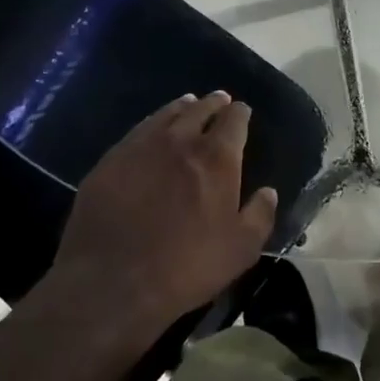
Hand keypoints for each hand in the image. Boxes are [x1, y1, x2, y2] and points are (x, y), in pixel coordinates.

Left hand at [46, 93, 277, 339]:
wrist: (113, 280)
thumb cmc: (186, 267)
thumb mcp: (240, 250)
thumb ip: (260, 215)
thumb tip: (268, 191)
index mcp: (217, 158)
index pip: (234, 121)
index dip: (240, 114)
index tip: (243, 111)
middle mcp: (181, 141)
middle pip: (200, 109)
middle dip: (213, 103)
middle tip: (219, 100)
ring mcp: (142, 146)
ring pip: (168, 114)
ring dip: (183, 106)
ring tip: (189, 103)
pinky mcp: (112, 159)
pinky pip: (139, 129)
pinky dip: (153, 121)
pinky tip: (153, 127)